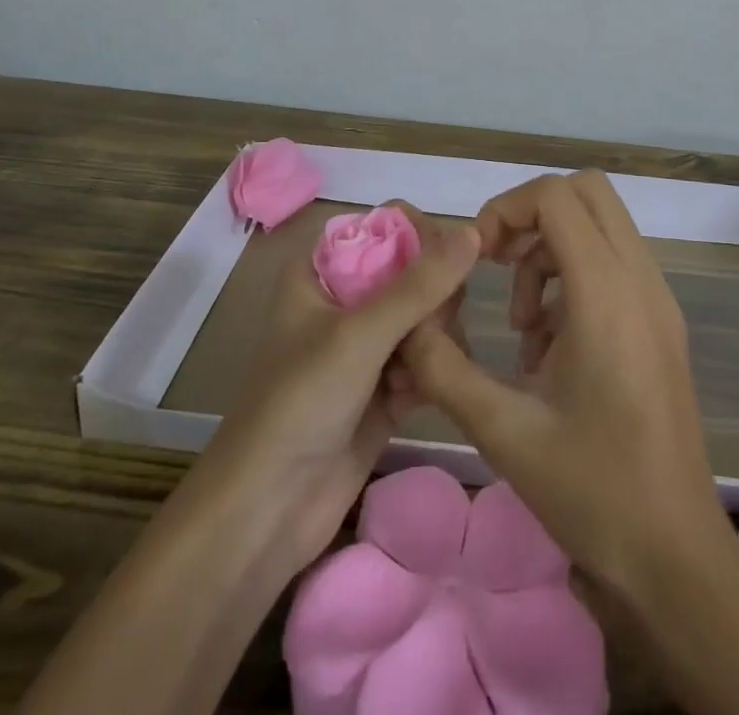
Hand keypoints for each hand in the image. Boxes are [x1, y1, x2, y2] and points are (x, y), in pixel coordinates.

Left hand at [200, 202, 479, 573]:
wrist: (265, 514)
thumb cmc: (300, 403)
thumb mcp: (360, 334)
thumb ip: (420, 284)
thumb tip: (474, 230)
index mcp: (324, 270)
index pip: (385, 225)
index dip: (421, 235)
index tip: (450, 260)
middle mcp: (346, 300)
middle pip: (414, 272)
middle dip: (432, 298)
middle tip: (433, 327)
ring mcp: (366, 347)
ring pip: (425, 317)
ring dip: (434, 338)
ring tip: (424, 368)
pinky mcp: (384, 389)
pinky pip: (426, 361)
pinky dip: (430, 372)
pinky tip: (417, 398)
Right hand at [399, 171, 732, 593]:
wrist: (676, 557)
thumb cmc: (593, 491)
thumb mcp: (504, 431)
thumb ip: (445, 368)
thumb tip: (407, 328)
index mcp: (607, 294)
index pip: (557, 196)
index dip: (507, 208)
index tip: (479, 257)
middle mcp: (641, 280)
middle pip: (587, 192)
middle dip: (532, 214)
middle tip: (498, 265)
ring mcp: (658, 300)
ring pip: (602, 226)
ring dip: (553, 250)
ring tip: (524, 326)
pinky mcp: (662, 323)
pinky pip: (615, 264)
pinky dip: (575, 276)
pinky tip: (550, 347)